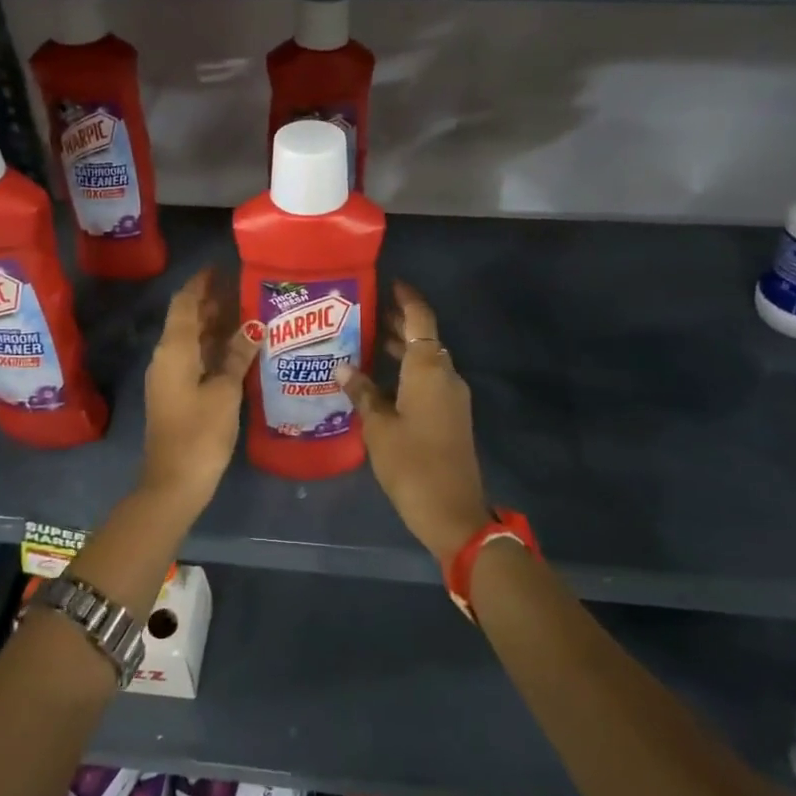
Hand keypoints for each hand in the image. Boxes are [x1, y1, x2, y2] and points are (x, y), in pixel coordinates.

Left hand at [139, 269, 260, 508]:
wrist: (173, 483)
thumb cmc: (200, 433)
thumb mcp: (225, 392)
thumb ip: (238, 356)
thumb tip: (253, 326)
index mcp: (174, 350)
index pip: (184, 303)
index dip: (200, 283)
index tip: (221, 268)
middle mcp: (166, 357)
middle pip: (187, 320)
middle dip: (211, 303)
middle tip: (243, 289)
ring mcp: (169, 377)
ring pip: (191, 340)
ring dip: (213, 326)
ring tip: (246, 313)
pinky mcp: (176, 394)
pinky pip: (194, 359)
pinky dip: (212, 348)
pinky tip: (237, 349)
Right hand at [335, 283, 489, 565]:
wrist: (453, 512)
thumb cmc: (412, 463)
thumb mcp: (378, 427)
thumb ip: (362, 392)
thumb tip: (342, 367)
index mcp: (429, 369)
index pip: (420, 319)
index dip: (406, 299)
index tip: (389, 283)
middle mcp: (445, 375)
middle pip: (425, 338)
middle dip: (400, 323)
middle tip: (366, 312)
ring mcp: (452, 397)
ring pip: (427, 361)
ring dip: (403, 349)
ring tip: (368, 342)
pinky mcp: (451, 417)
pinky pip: (429, 381)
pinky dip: (408, 372)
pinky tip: (380, 381)